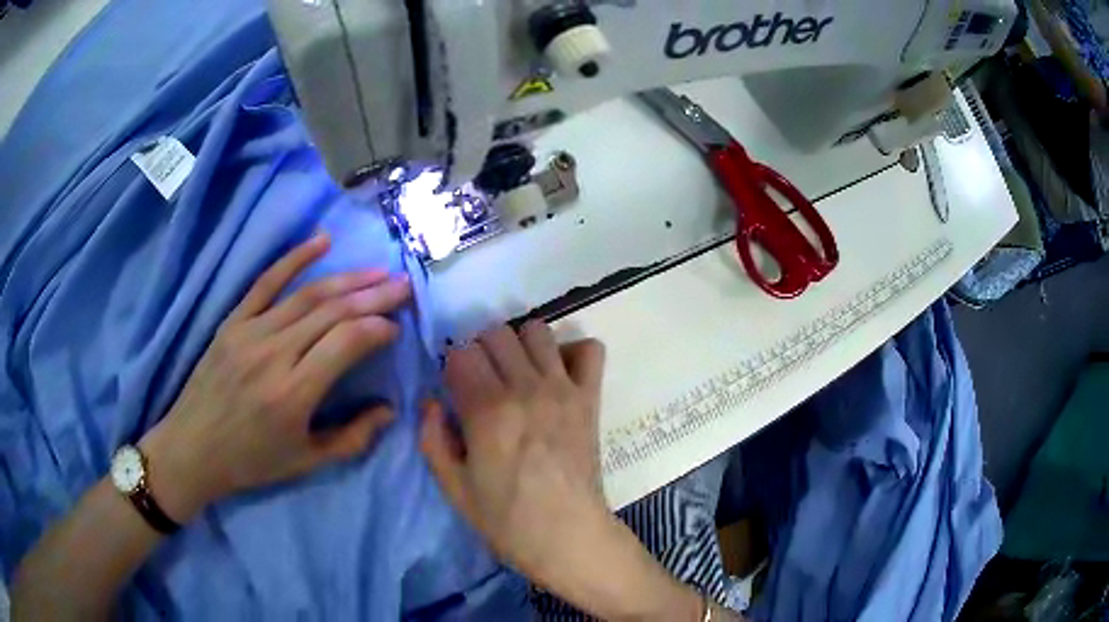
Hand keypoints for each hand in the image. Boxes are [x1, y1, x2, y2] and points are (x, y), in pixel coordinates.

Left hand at [141, 234, 410, 521]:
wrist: (192, 449)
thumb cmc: (251, 461)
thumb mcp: (306, 462)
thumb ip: (353, 438)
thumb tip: (390, 410)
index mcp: (293, 393)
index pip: (346, 343)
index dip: (377, 328)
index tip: (397, 326)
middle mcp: (273, 355)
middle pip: (332, 312)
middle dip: (374, 295)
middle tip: (404, 283)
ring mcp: (250, 332)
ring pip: (307, 295)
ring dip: (347, 278)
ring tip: (379, 270)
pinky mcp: (233, 322)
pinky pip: (266, 282)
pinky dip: (295, 258)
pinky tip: (322, 241)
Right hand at [421, 322, 703, 620]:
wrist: (567, 536)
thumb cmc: (506, 519)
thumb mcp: (453, 487)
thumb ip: (431, 437)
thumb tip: (431, 401)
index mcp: (486, 410)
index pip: (460, 353)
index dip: (451, 368)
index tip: (455, 389)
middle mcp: (525, 388)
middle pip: (495, 332)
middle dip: (481, 351)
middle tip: (483, 381)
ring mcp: (562, 389)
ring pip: (537, 330)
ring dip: (521, 345)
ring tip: (518, 374)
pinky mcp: (590, 397)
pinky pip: (589, 349)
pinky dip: (573, 352)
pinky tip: (559, 375)